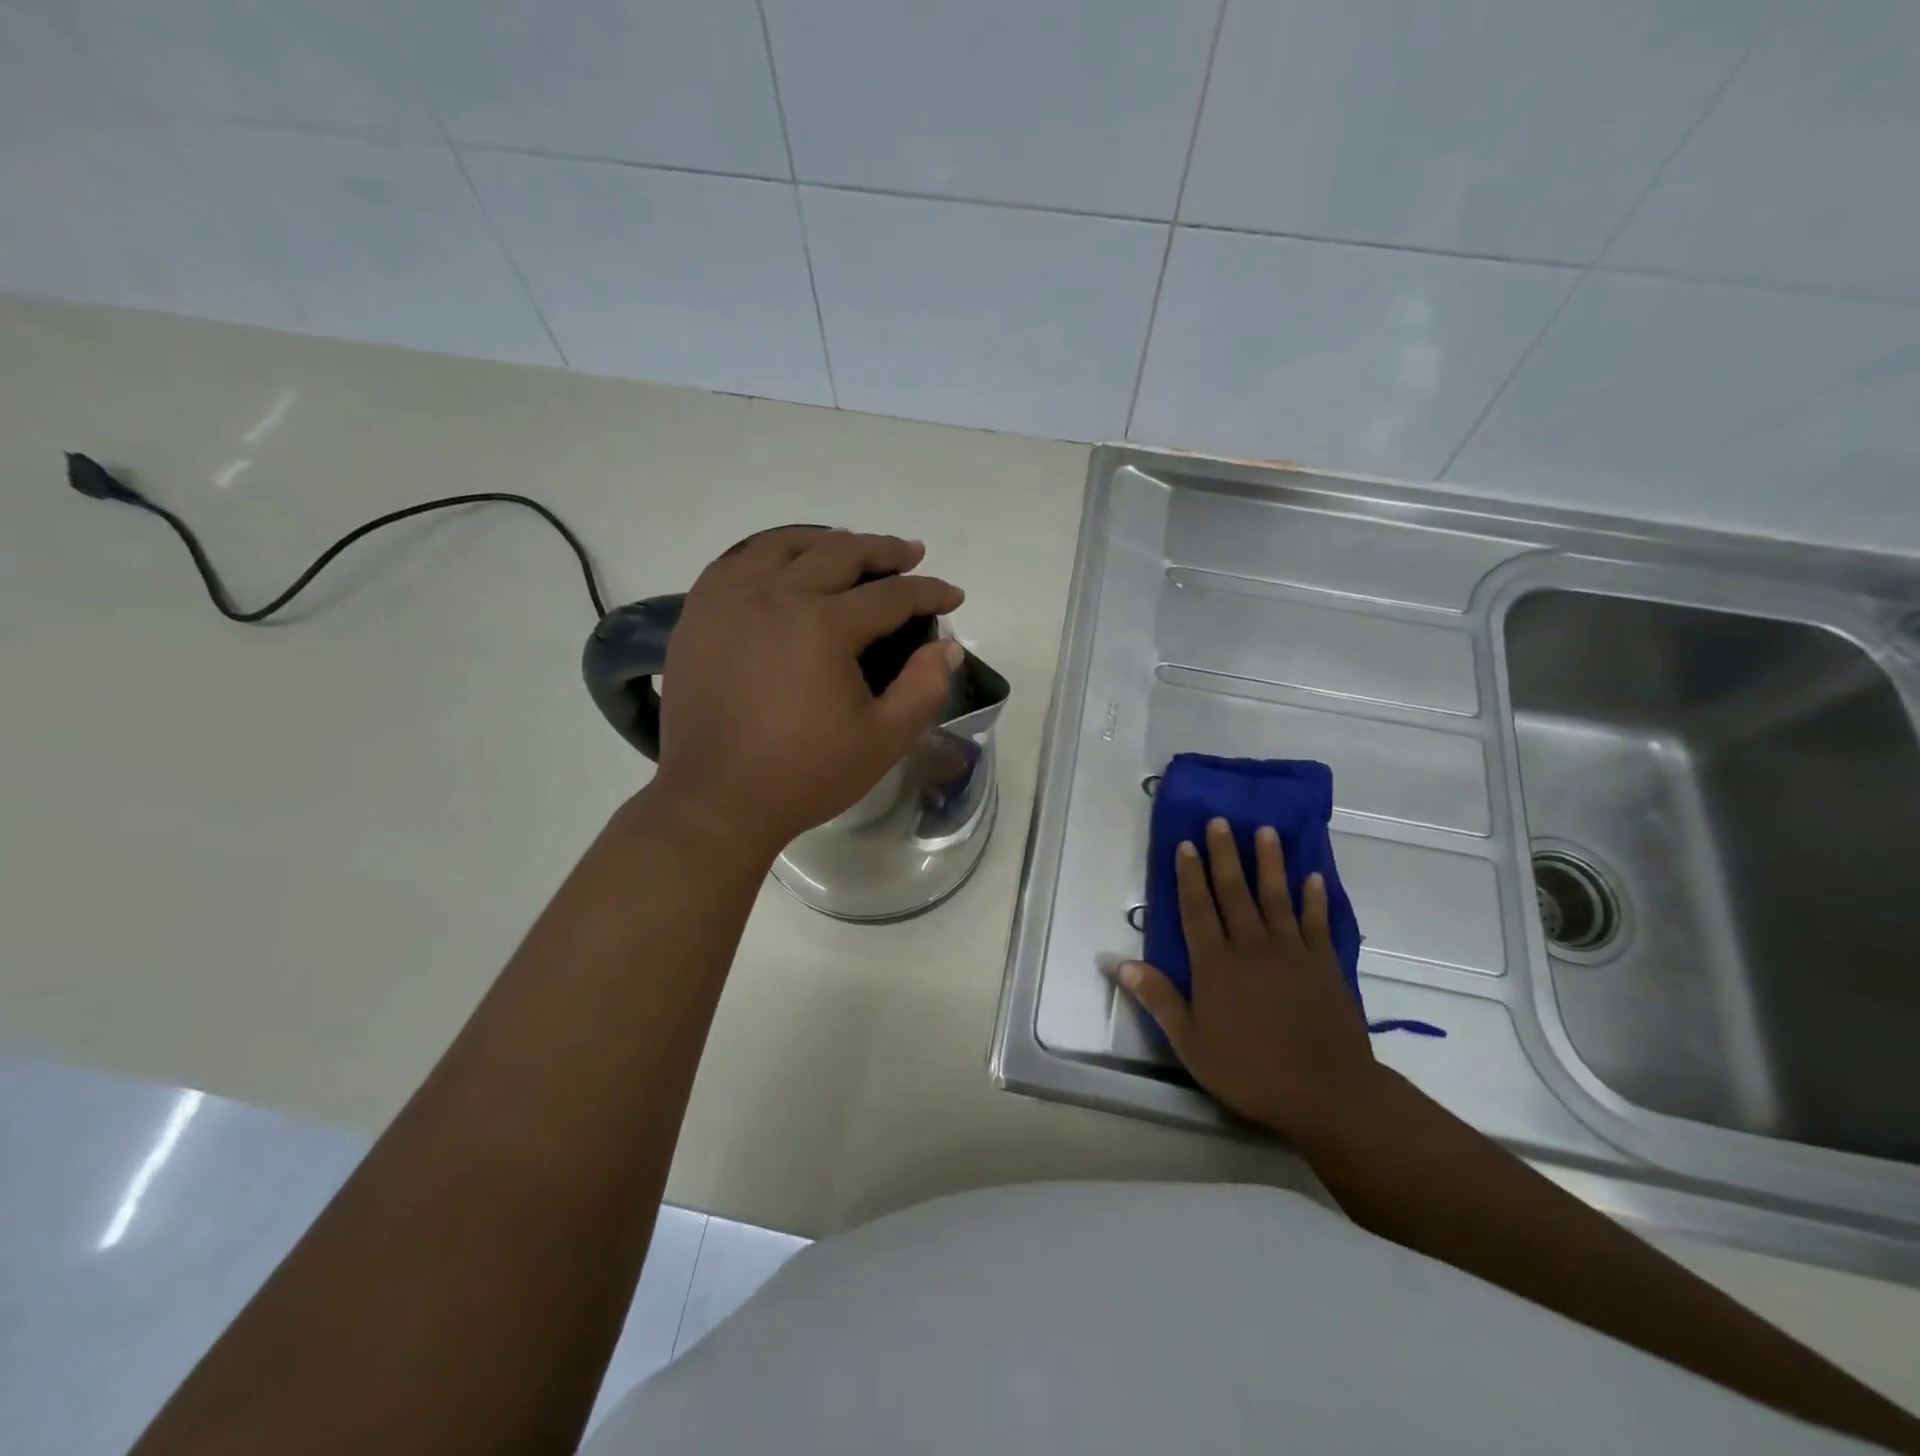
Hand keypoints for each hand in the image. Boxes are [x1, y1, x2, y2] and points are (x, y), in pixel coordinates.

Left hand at [646, 526, 963, 857]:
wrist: (716, 801)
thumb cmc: (805, 774)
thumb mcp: (883, 740)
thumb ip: (924, 688)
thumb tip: (948, 647)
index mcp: (823, 625)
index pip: (891, 594)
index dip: (929, 592)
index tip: (953, 595)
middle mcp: (775, 595)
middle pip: (839, 553)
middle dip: (884, 551)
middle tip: (910, 554)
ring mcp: (729, 600)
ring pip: (784, 544)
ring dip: (826, 542)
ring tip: (850, 549)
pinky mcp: (699, 615)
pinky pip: (737, 562)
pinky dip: (769, 554)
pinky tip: (782, 565)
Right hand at [1115, 817, 1381, 1146]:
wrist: (1326, 1093)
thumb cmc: (1250, 1070)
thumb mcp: (1191, 1042)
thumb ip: (1158, 998)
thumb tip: (1117, 963)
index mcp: (1216, 964)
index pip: (1197, 908)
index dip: (1189, 875)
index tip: (1186, 844)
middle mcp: (1251, 946)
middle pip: (1234, 892)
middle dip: (1225, 855)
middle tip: (1220, 821)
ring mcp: (1292, 952)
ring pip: (1276, 897)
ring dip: (1269, 862)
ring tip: (1265, 831)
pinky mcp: (1325, 965)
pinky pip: (1318, 922)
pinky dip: (1314, 898)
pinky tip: (1313, 877)